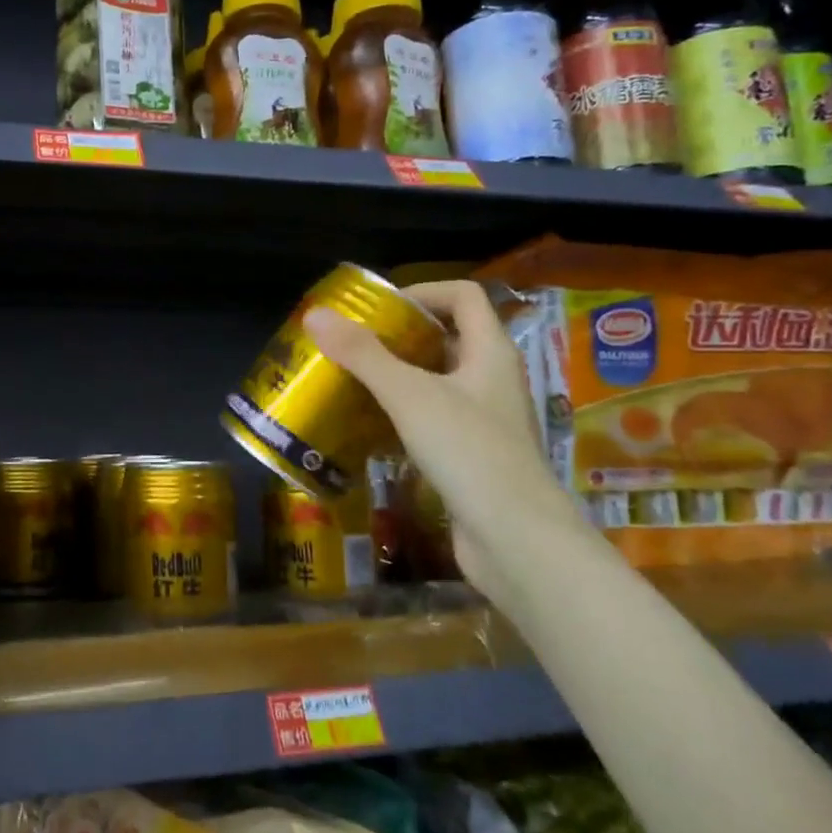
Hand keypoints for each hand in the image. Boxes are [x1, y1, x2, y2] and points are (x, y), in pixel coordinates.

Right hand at [305, 280, 570, 591]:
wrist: (515, 540)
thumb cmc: (468, 452)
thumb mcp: (409, 395)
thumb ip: (363, 354)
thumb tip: (316, 315)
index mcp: (490, 352)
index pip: (462, 295)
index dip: (421, 292)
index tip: (378, 310)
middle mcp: (492, 379)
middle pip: (448, 337)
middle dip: (400, 336)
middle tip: (354, 344)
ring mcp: (485, 420)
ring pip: (439, 381)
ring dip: (399, 376)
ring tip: (353, 380)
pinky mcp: (473, 455)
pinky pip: (435, 418)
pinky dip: (404, 414)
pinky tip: (371, 426)